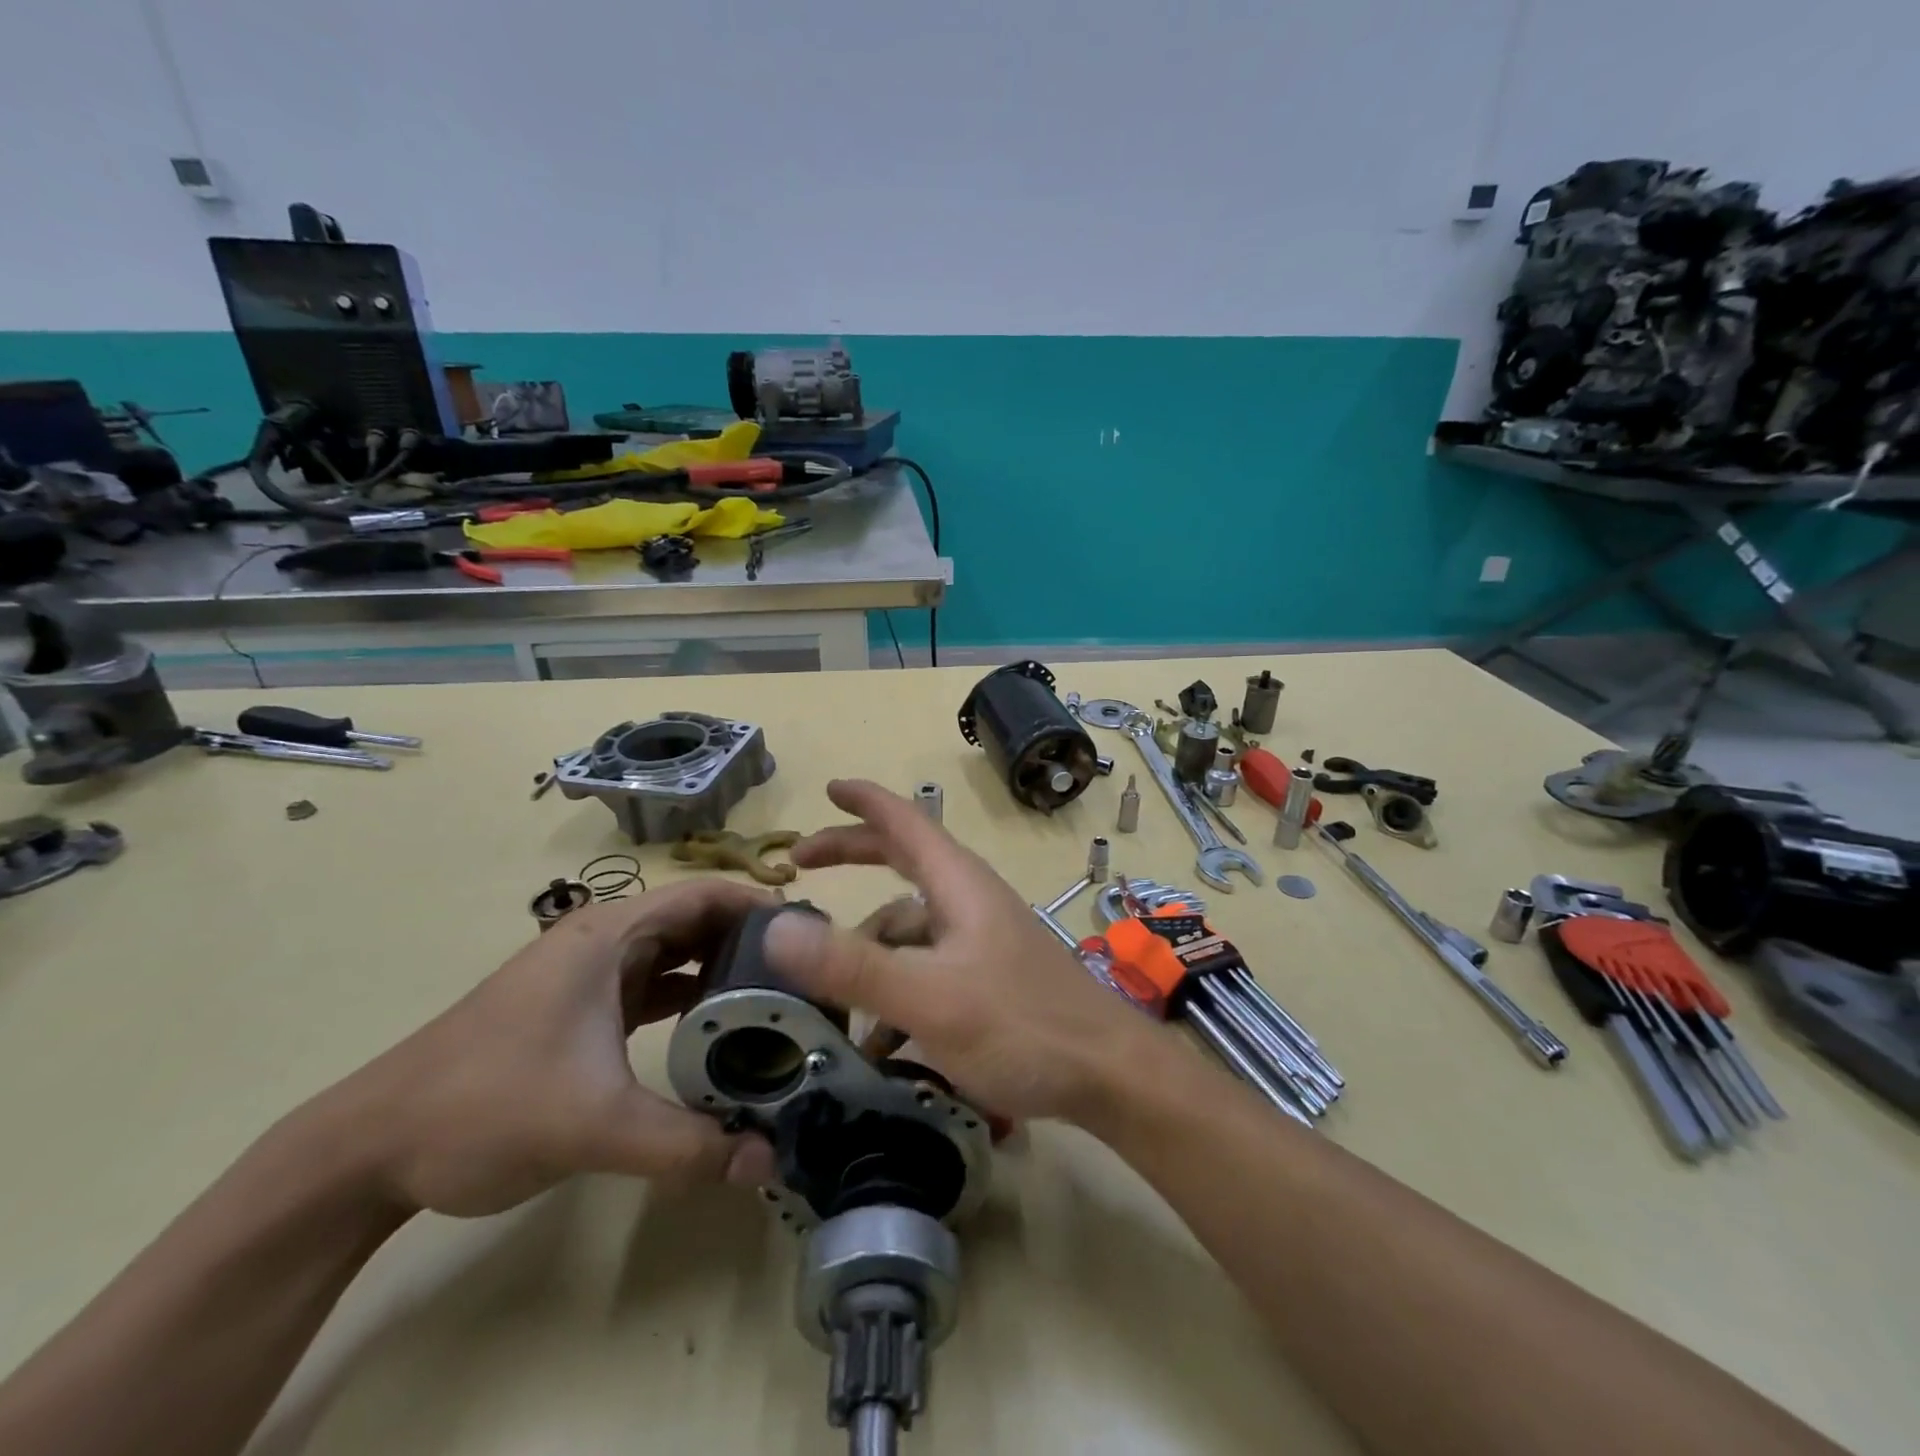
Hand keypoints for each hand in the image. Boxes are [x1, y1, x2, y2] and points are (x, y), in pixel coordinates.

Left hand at [317, 881, 779, 1217]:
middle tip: (805, 973)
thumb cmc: (484, 1106)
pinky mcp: (580, 1009)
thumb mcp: (594, 1125)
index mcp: (610, 936)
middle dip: (751, 941)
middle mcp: (604, 941)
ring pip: (675, 954)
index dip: (760, 904)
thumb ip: (687, 1144)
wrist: (370, 1147)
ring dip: (722, 970)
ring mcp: (589, 975)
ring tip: (775, 998)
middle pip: (696, 920)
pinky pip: (653, 986)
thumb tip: (769, 1162)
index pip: (704, 894)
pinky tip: (719, 1027)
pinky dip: (690, 997)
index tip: (809, 934)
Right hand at [764, 779, 1158, 1122]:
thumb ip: (852, 965)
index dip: (864, 801)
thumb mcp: (928, 997)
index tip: (827, 788)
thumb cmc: (1021, 1025)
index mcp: (958, 884)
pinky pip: (929, 966)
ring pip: (912, 926)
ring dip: (871, 950)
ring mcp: (983, 939)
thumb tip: (776, 927)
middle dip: (853, 857)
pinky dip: (897, 988)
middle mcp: (970, 900)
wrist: (1109, 1074)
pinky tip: (882, 1040)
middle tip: (801, 865)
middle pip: (904, 862)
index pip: (904, 821)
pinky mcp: (992, 976)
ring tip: (834, 998)